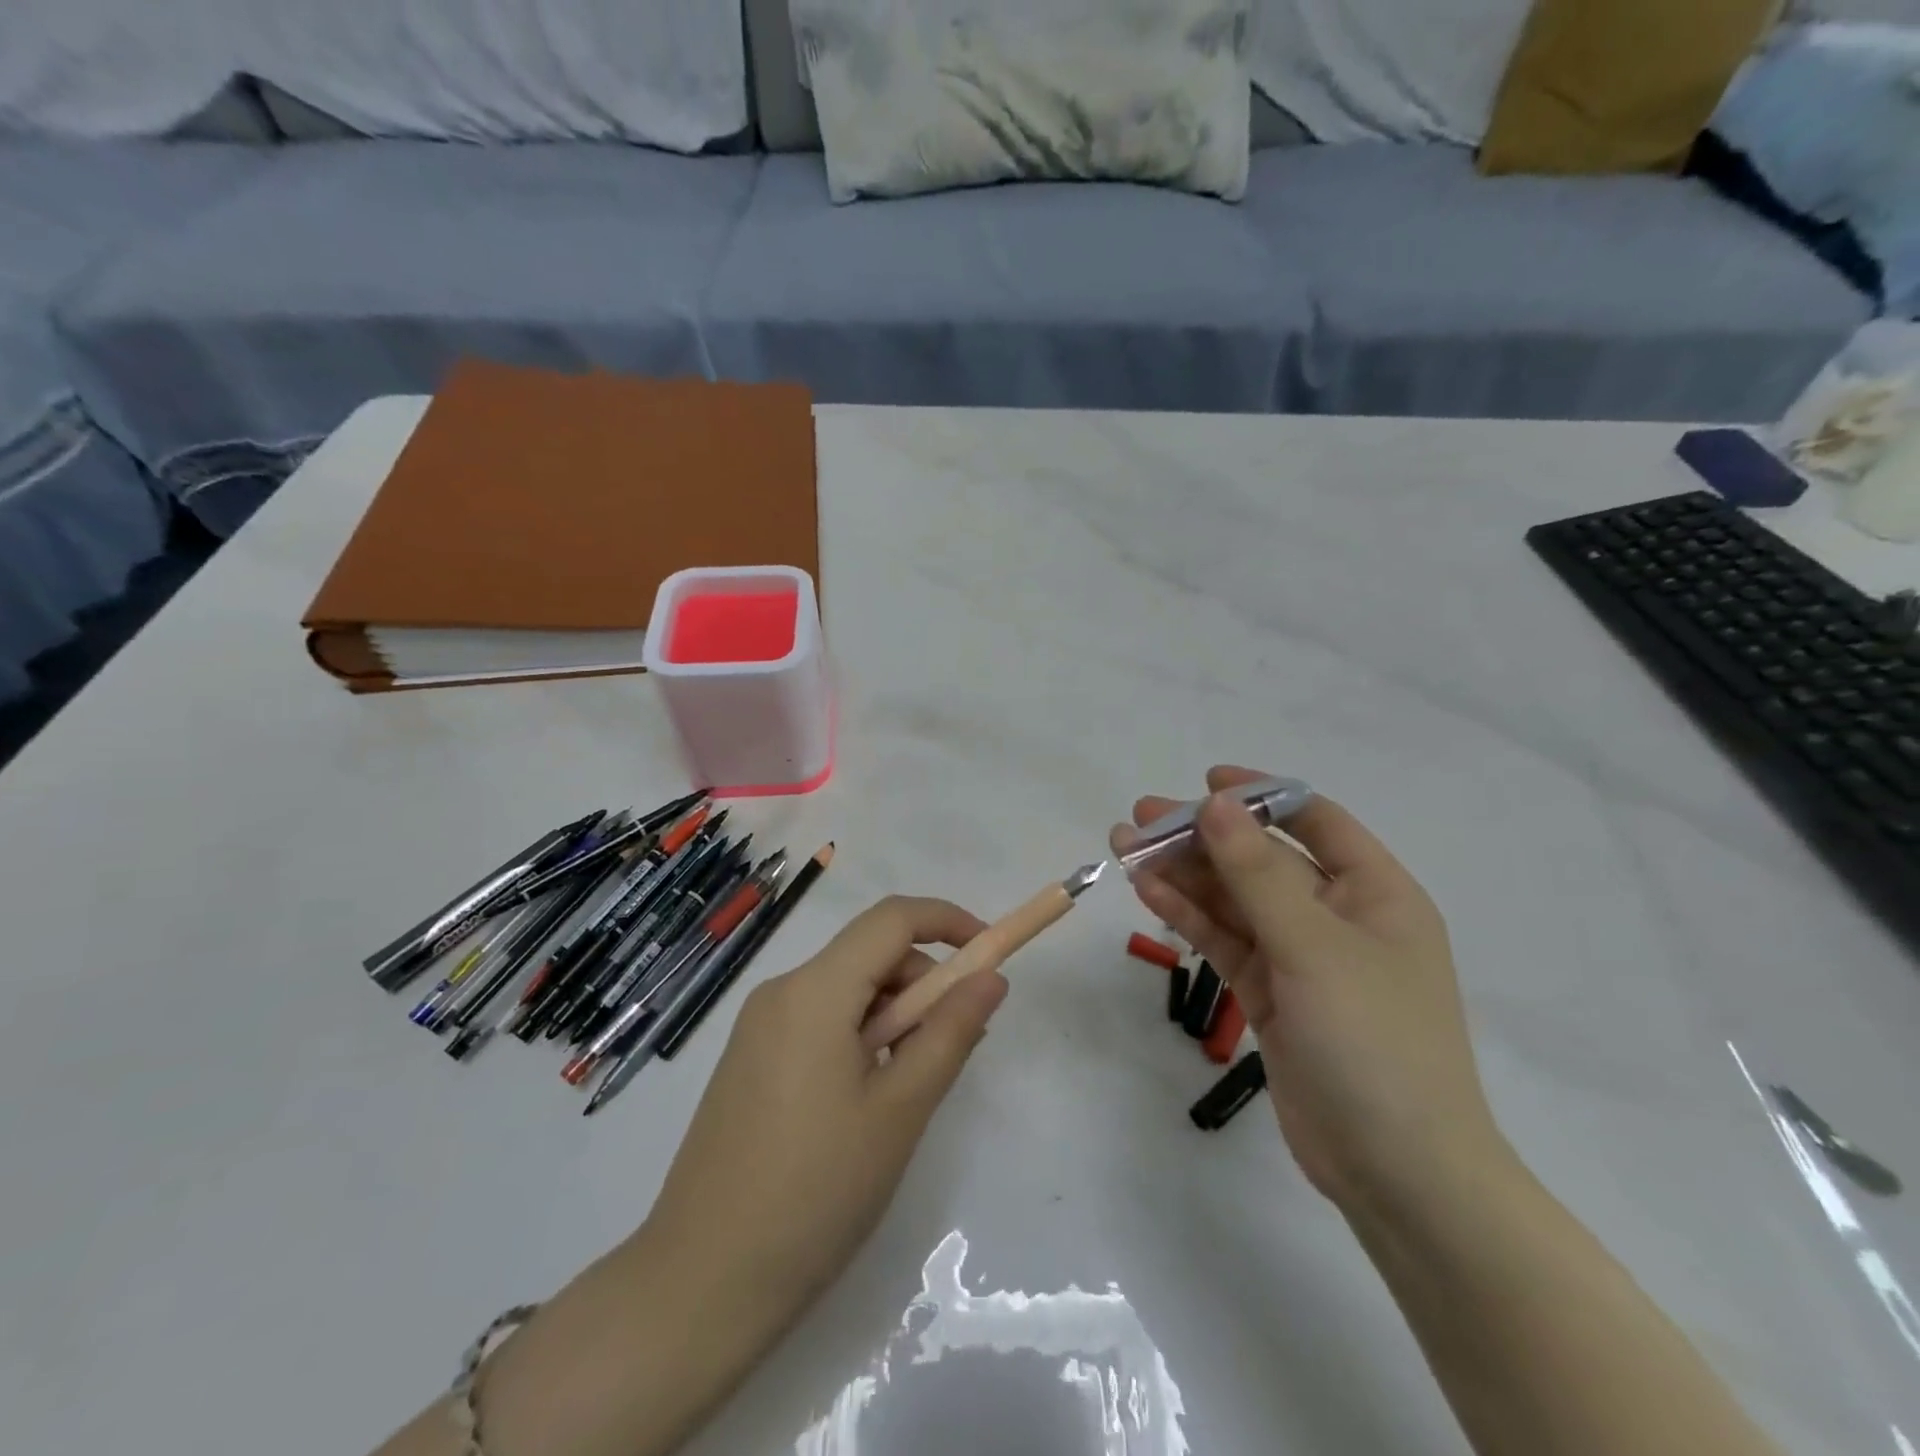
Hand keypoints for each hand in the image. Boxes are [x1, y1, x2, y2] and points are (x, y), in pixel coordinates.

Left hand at [643, 895, 1008, 1321]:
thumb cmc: (816, 1192)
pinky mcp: (750, 1060)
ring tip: (910, 1088)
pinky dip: (861, 1037)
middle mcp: (781, 992)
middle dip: (923, 984)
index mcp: (814, 990)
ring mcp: (758, 1027)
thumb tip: (992, 977)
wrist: (701, 1285)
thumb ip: (951, 1032)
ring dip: (894, 1017)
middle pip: (869, 954)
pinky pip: (820, 1021)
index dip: (948, 921)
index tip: (990, 956)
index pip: (891, 918)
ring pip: (847, 991)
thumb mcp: (900, 1110)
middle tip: (956, 1046)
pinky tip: (869, 1101)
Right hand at [1113, 767, 1509, 1213]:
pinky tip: (1147, 891)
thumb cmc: (1373, 1043)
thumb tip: (1215, 804)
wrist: (1398, 1173)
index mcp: (1375, 893)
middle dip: (1203, 837)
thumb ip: (1256, 873)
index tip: (1205, 782)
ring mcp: (1302, 957)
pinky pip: (1225, 940)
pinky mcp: (1271, 994)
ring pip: (1234, 900)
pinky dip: (1188, 915)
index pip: (1314, 821)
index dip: (1260, 795)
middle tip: (1140, 819)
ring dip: (1184, 874)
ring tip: (1125, 848)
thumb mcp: (1313, 947)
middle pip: (1261, 859)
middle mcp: (1338, 916)